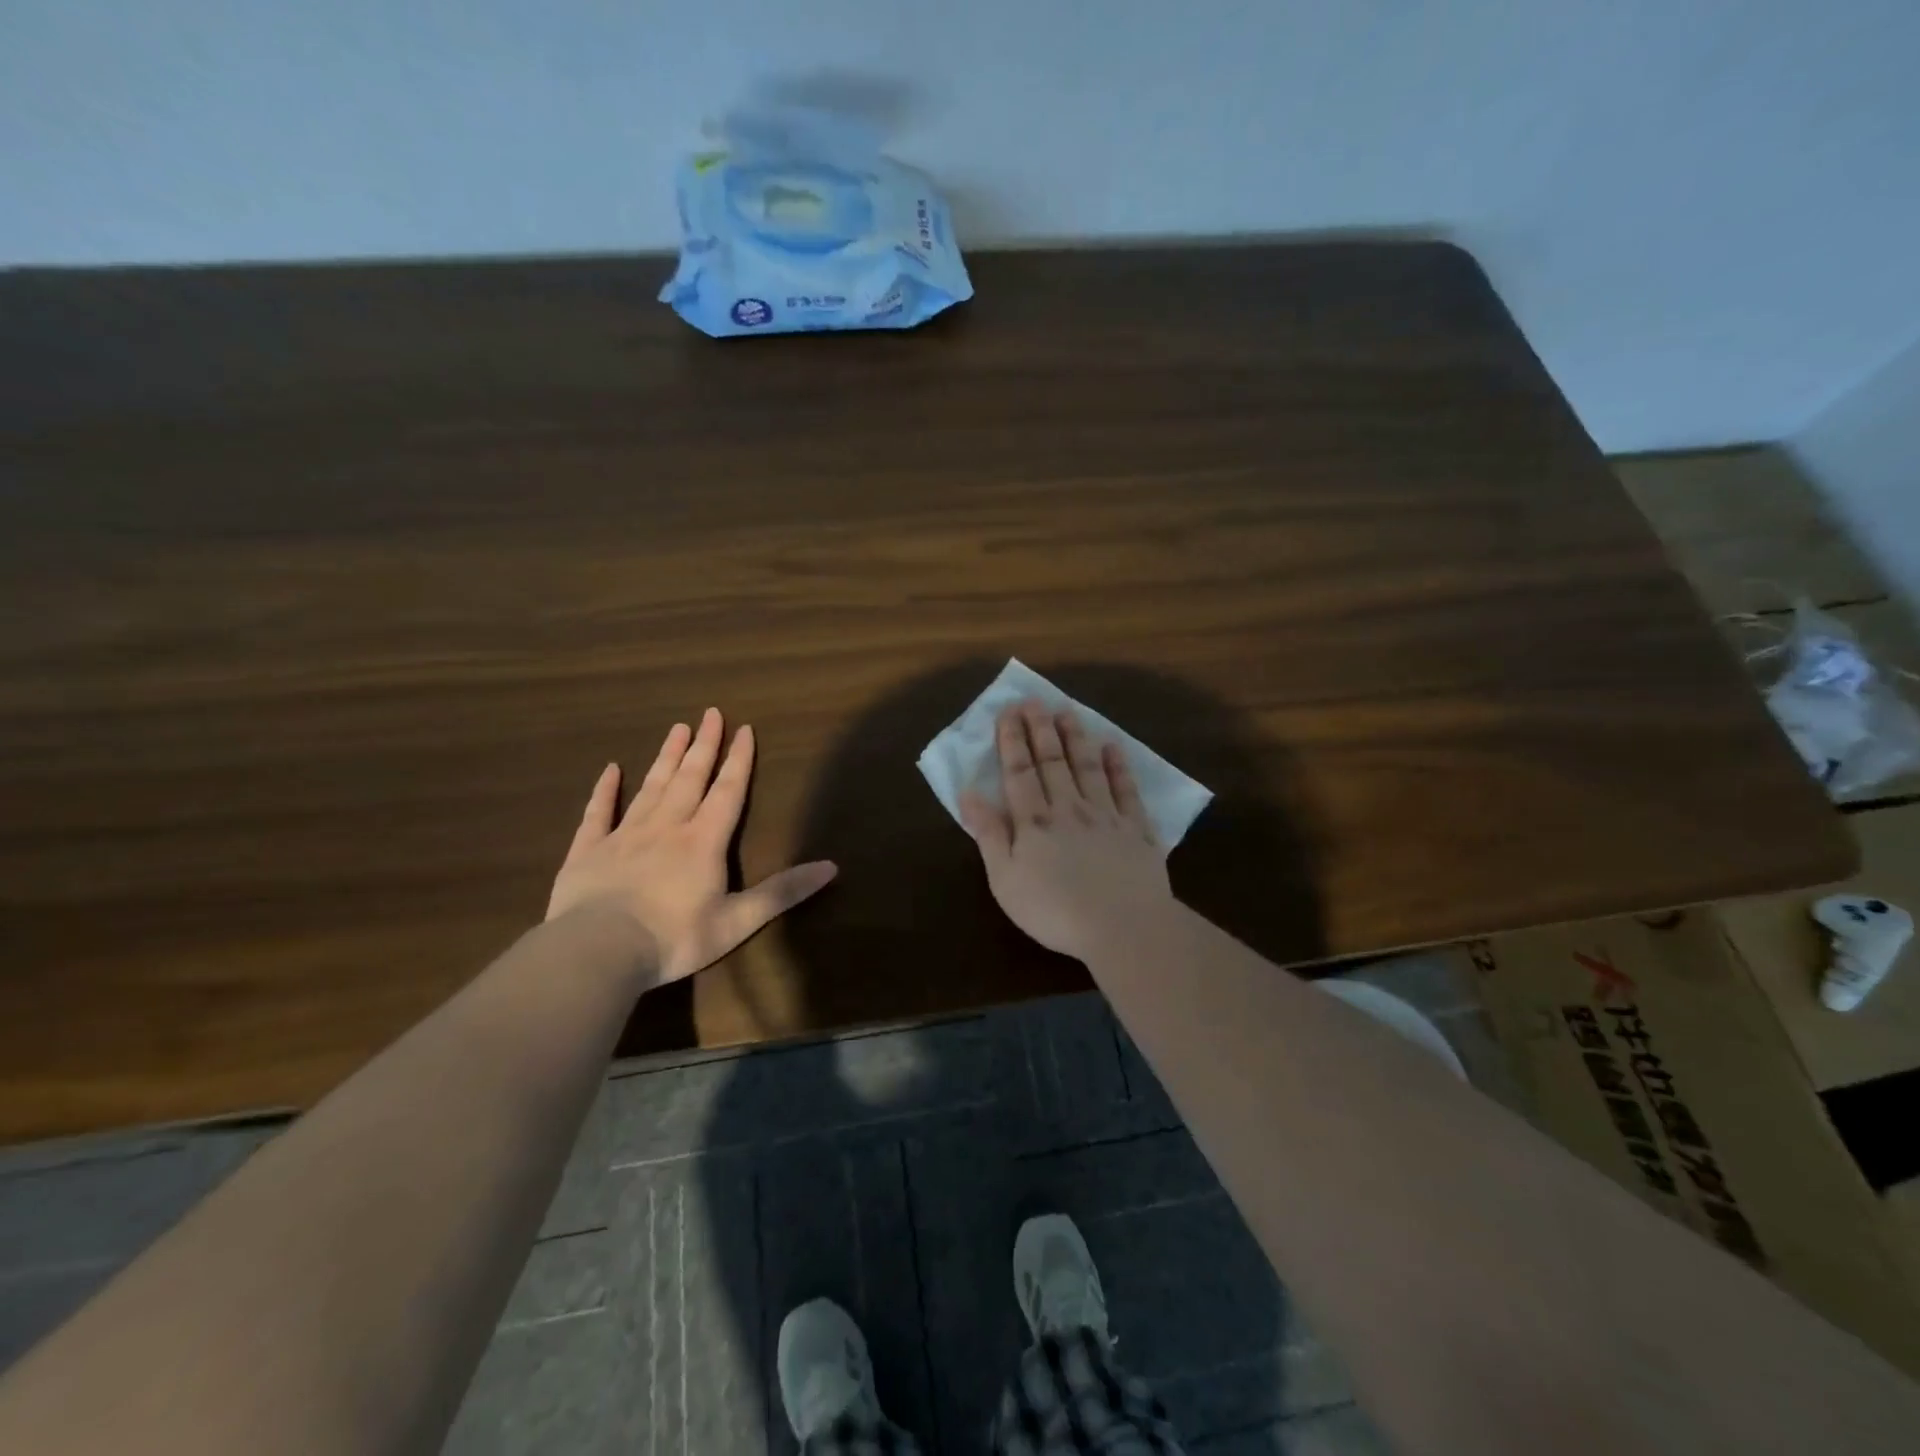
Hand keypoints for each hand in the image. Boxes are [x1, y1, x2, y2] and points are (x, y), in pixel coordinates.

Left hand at [547, 709, 837, 985]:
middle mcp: (667, 827)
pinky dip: (604, 789)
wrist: (597, 953)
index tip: (744, 729)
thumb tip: (832, 867)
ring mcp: (624, 835)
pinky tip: (610, 769)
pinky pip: (598, 812)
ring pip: (651, 787)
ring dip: (666, 757)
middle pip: (689, 778)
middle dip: (704, 745)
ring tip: (677, 729)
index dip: (739, 761)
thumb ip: (783, 892)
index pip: (727, 792)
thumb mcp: (738, 921)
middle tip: (710, 713)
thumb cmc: (674, 938)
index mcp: (703, 841)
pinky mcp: (588, 851)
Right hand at [959, 701, 1172, 960]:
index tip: (1008, 711)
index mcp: (1034, 822)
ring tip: (1068, 711)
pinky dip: (1119, 767)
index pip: (1020, 772)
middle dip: (1041, 729)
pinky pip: (1127, 790)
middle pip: (1053, 762)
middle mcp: (1070, 808)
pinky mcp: (1137, 830)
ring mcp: (1107, 816)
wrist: (1123, 927)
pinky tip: (1113, 747)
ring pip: (1088, 768)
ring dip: (1076, 738)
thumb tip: (969, 793)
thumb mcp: (1005, 879)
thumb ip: (989, 834)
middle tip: (1034, 700)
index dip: (1012, 740)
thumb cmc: (1054, 910)